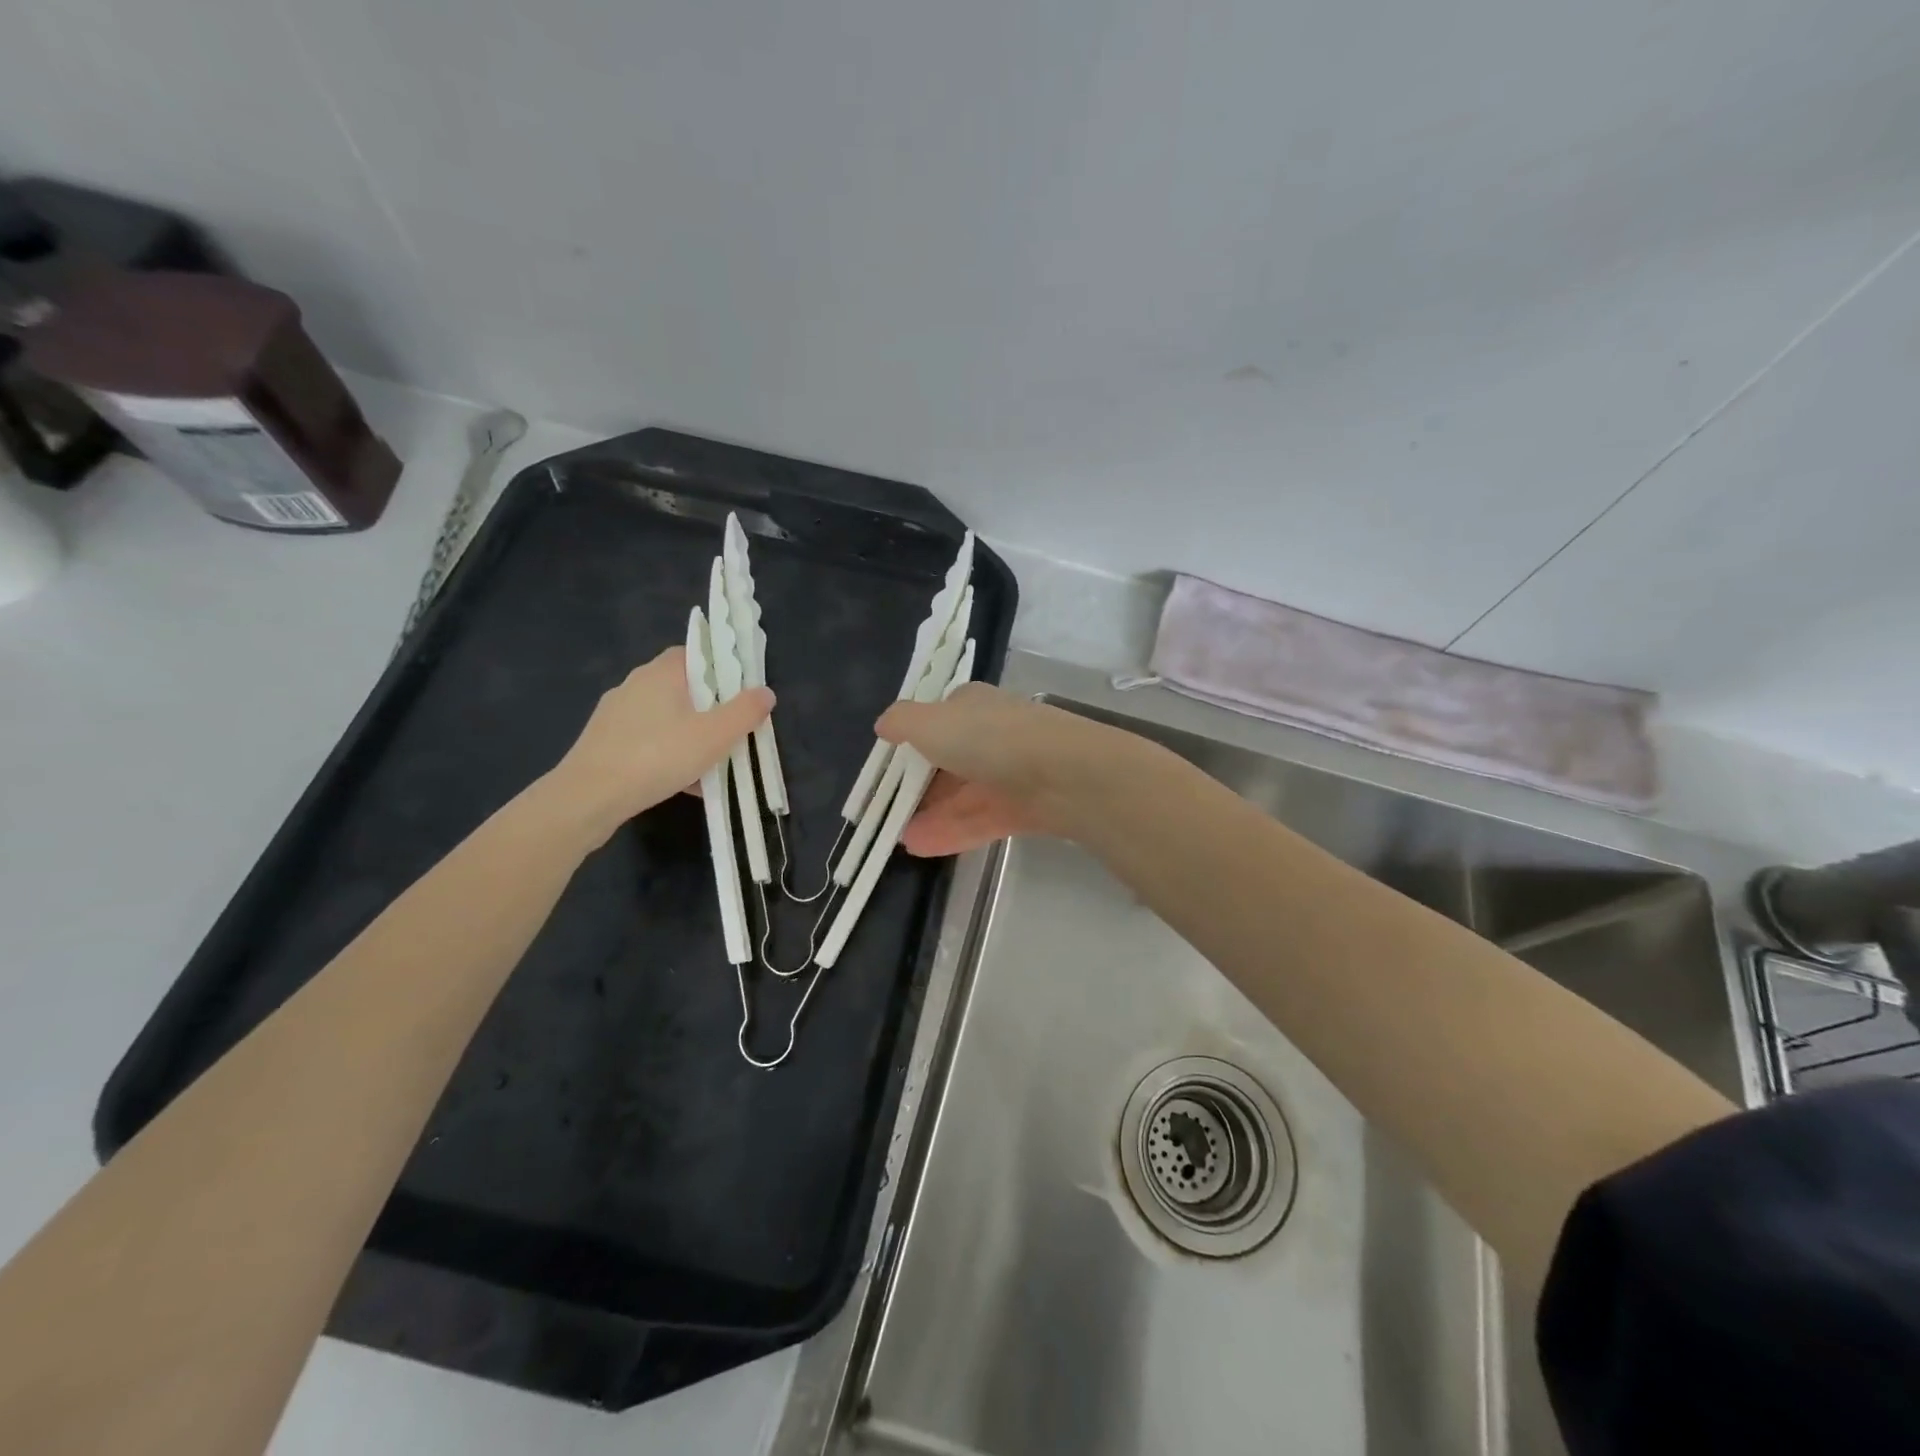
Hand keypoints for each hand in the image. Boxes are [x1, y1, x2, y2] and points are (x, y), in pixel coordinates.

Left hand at [545, 647, 772, 839]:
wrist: (588, 798)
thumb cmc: (658, 756)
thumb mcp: (715, 735)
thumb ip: (745, 712)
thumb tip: (766, 692)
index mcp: (661, 673)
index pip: (695, 653)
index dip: (720, 667)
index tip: (740, 692)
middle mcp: (635, 685)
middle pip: (683, 688)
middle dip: (710, 709)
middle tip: (732, 732)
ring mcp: (615, 714)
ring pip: (666, 718)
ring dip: (690, 736)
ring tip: (712, 767)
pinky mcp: (604, 742)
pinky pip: (648, 741)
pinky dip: (668, 755)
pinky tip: (683, 784)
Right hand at [876, 684, 1111, 855]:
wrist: (1065, 775)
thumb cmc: (991, 739)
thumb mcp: (932, 723)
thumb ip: (903, 722)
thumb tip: (883, 725)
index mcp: (973, 706)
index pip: (939, 720)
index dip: (913, 741)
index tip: (889, 769)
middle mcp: (994, 735)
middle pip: (951, 761)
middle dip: (921, 787)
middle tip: (890, 812)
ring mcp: (1012, 773)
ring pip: (966, 796)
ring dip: (933, 816)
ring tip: (900, 840)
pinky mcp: (1027, 808)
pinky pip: (983, 820)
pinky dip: (954, 832)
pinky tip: (922, 848)